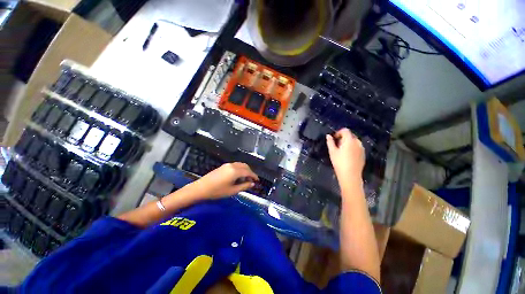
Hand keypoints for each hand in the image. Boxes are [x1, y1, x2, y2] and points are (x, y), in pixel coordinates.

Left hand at [191, 162, 258, 199]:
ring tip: (245, 179)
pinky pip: (235, 165)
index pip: (248, 172)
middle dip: (250, 172)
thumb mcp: (232, 191)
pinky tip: (238, 176)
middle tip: (252, 180)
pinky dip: (240, 169)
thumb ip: (244, 186)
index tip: (258, 180)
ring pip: (240, 165)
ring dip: (245, 170)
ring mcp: (227, 165)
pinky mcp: (223, 166)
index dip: (254, 176)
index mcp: (235, 171)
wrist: (201, 188)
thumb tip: (252, 184)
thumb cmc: (217, 191)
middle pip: (245, 166)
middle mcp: (233, 165)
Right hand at [326, 128, 364, 186]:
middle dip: (343, 137)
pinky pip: (357, 147)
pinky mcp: (363, 154)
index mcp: (349, 140)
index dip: (339, 132)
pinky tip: (348, 156)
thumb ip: (330, 142)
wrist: (350, 175)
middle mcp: (357, 142)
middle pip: (350, 135)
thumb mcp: (332, 152)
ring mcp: (362, 148)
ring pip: (354, 141)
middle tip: (337, 145)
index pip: (345, 130)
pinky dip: (352, 147)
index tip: (334, 138)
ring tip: (342, 150)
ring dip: (348, 142)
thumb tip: (328, 135)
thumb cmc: (339, 162)